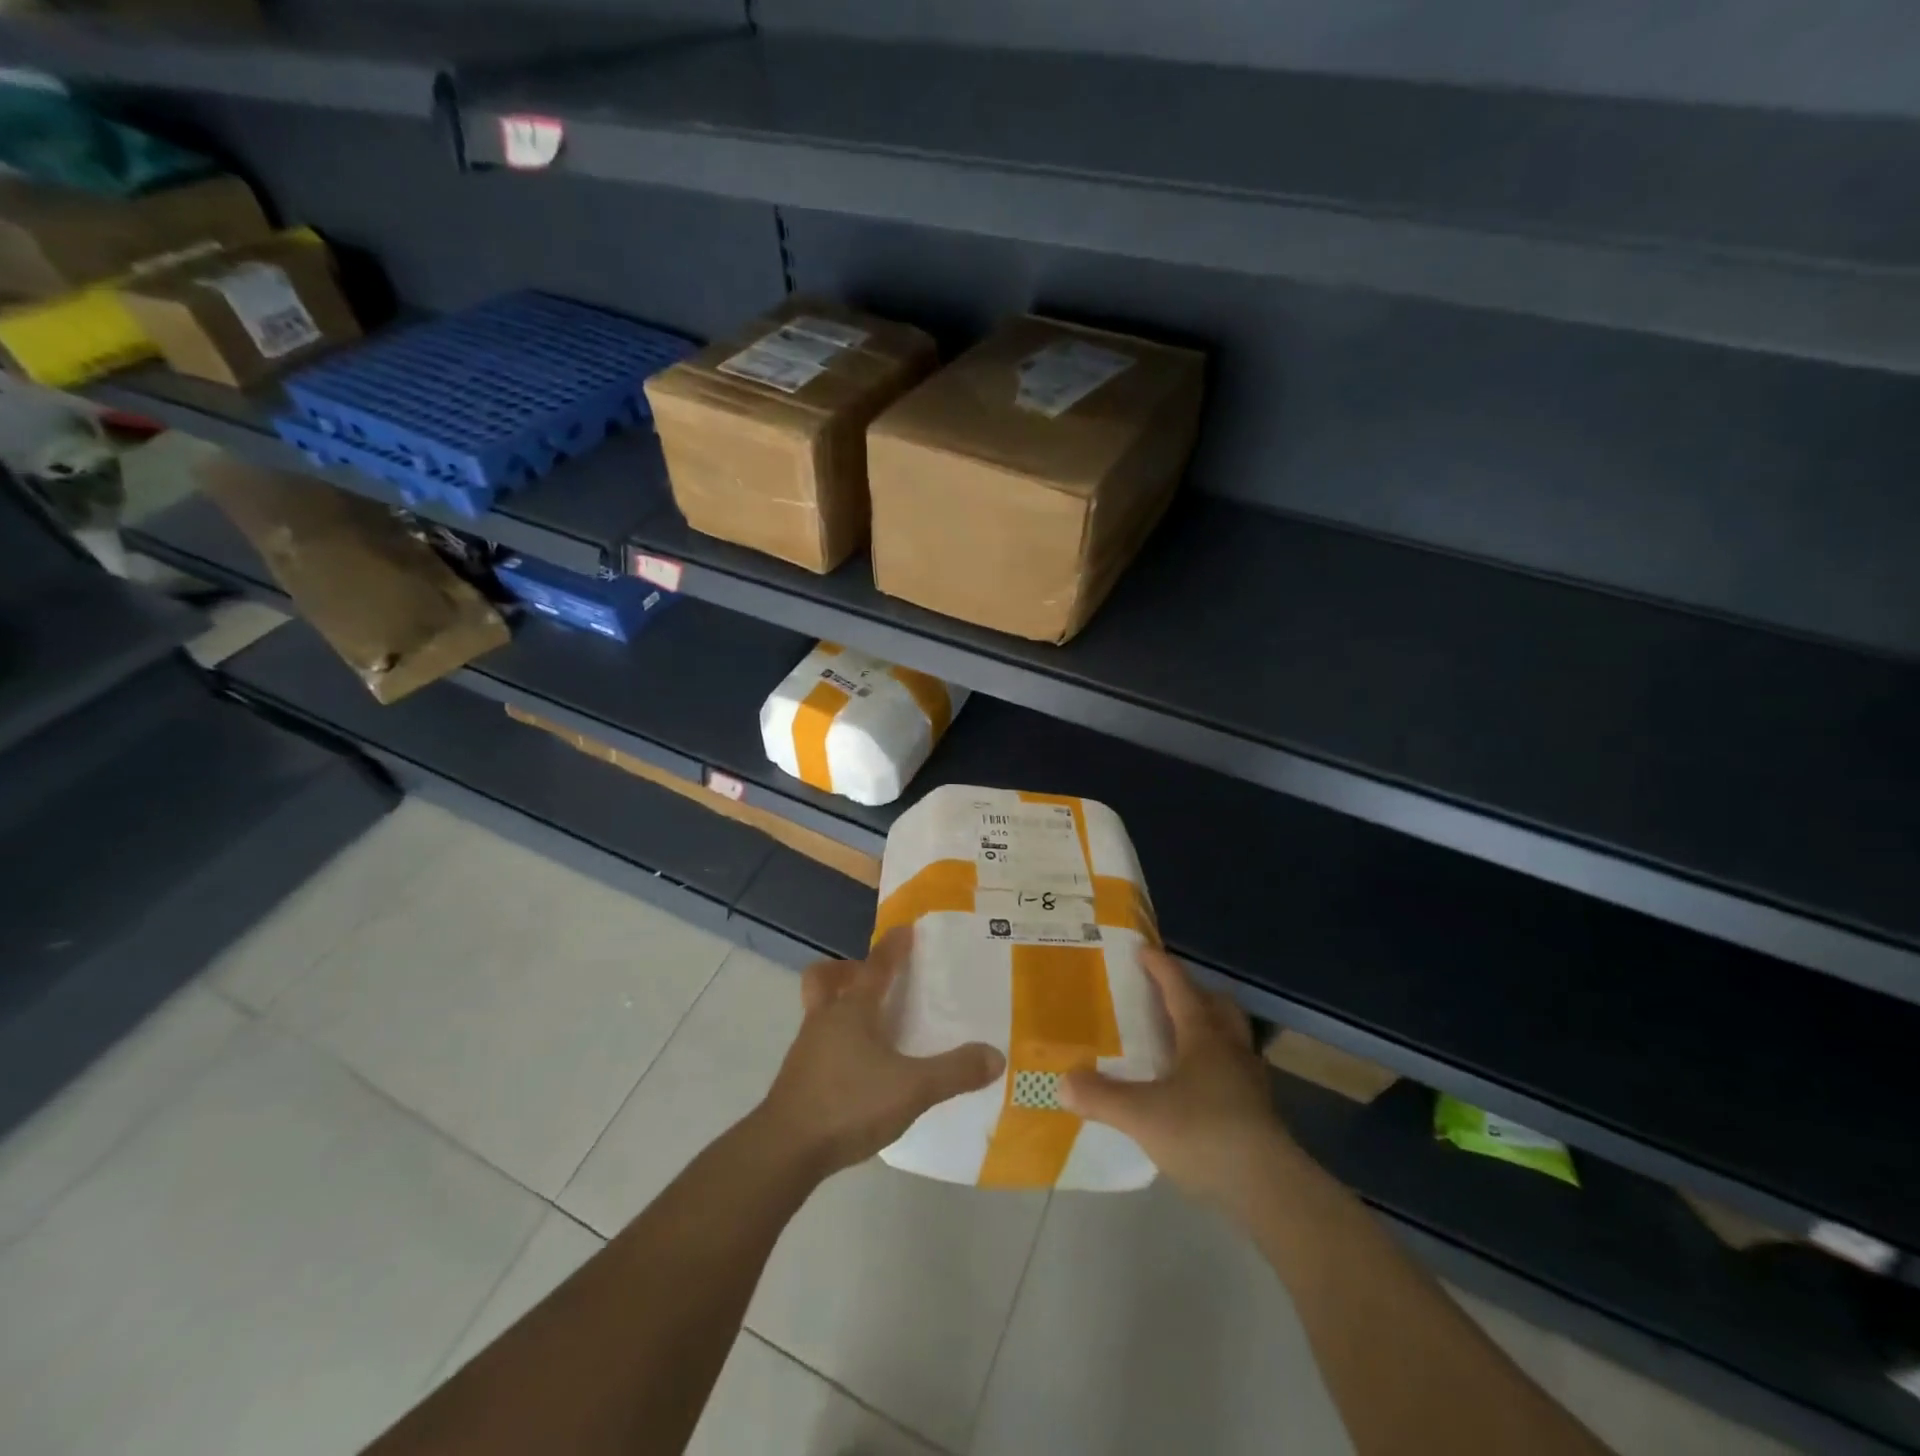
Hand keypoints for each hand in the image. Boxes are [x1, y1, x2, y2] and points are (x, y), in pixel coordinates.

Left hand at [756, 927, 1004, 1179]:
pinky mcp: (797, 1079)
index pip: (876, 967)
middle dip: (845, 970)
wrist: (785, 1150)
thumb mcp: (912, 1089)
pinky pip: (818, 1044)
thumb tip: (995, 1056)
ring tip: (871, 1027)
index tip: (904, 929)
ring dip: (840, 1007)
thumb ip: (954, 1072)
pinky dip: (837, 1043)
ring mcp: (806, 1050)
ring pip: (819, 1011)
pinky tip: (858, 1069)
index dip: (892, 947)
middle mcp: (825, 1020)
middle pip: (824, 979)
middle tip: (869, 978)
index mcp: (852, 1011)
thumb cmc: (849, 1104)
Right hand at [1061, 947, 1295, 1210]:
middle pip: (1217, 1005)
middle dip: (1194, 992)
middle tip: (1167, 994)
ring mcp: (1249, 1080)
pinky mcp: (1258, 1111)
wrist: (1269, 1188)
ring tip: (1180, 1039)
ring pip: (1230, 1037)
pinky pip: (1234, 1071)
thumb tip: (1063, 1082)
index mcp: (1202, 1035)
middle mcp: (1229, 1048)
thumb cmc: (1204, 1133)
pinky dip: (1215, 1066)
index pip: (1179, 987)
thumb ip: (1101, 1097)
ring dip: (1209, 1029)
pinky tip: (1196, 1087)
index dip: (1160, 966)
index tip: (1143, 949)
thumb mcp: (1141, 1115)